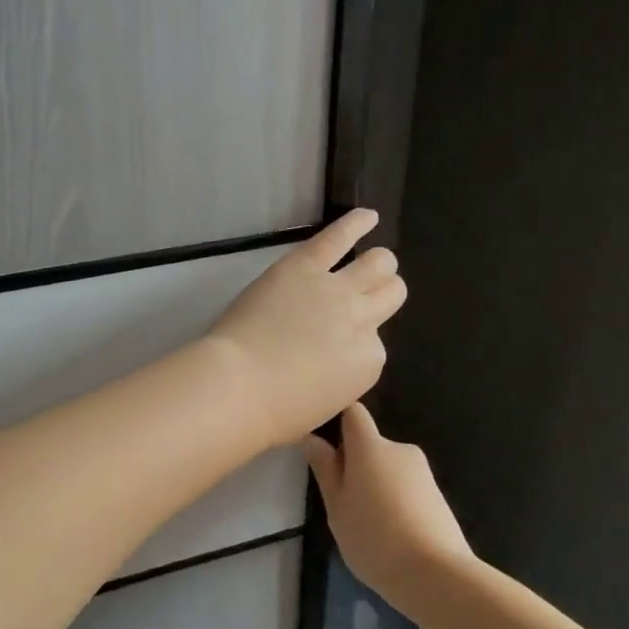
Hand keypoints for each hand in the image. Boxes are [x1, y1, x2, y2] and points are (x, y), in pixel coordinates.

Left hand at [207, 209, 405, 447]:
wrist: (238, 386)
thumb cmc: (273, 412)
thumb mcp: (322, 409)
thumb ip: (338, 382)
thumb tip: (330, 367)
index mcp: (368, 363)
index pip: (376, 344)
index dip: (358, 341)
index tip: (337, 346)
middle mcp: (363, 321)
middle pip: (390, 294)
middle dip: (382, 293)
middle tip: (366, 295)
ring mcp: (337, 289)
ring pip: (378, 263)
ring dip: (378, 262)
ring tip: (373, 259)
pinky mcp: (304, 265)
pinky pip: (338, 236)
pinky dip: (357, 222)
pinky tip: (368, 216)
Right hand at [302, 403, 474, 606]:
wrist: (436, 574)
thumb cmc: (374, 537)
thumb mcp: (337, 507)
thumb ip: (325, 469)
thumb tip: (311, 438)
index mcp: (371, 446)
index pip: (353, 413)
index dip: (338, 422)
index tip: (325, 447)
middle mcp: (400, 449)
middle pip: (371, 445)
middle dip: (356, 465)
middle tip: (343, 503)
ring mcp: (423, 472)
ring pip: (389, 469)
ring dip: (376, 486)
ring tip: (368, 526)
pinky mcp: (437, 495)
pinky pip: (407, 488)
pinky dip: (396, 502)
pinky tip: (392, 535)